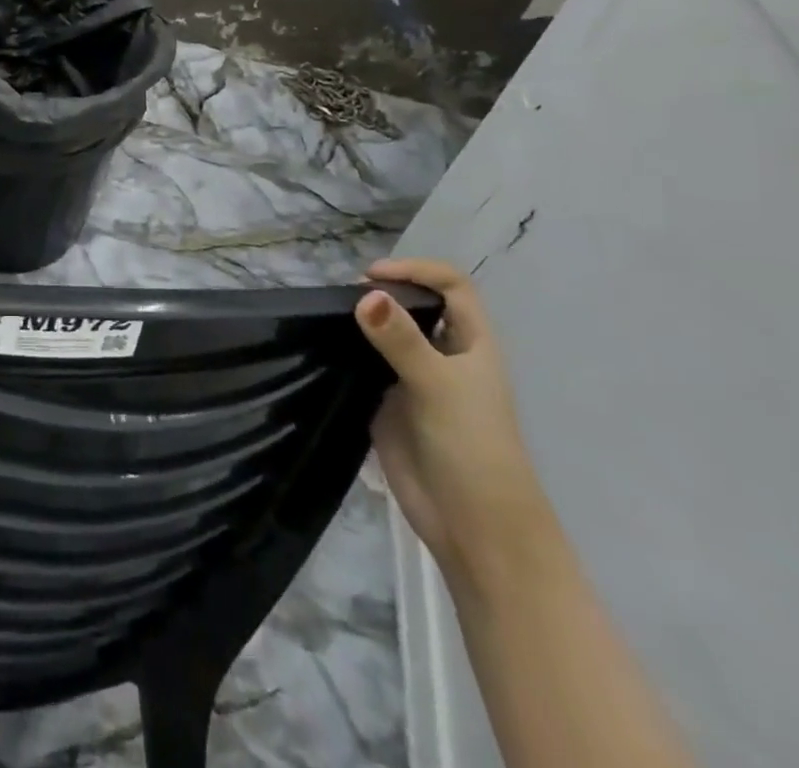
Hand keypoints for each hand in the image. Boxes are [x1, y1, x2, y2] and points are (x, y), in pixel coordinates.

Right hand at [357, 258, 554, 589]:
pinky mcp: (389, 402)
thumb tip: (365, 295)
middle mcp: (444, 353)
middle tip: (343, 297)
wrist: (473, 526)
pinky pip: (366, 363)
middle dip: (383, 292)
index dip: (416, 271)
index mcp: (472, 343)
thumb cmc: (473, 448)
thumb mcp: (439, 386)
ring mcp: (414, 378)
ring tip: (329, 316)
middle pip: (416, 304)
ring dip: (362, 319)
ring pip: (387, 332)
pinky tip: (325, 346)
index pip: (451, 286)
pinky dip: (347, 349)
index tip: (372, 276)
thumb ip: (401, 340)